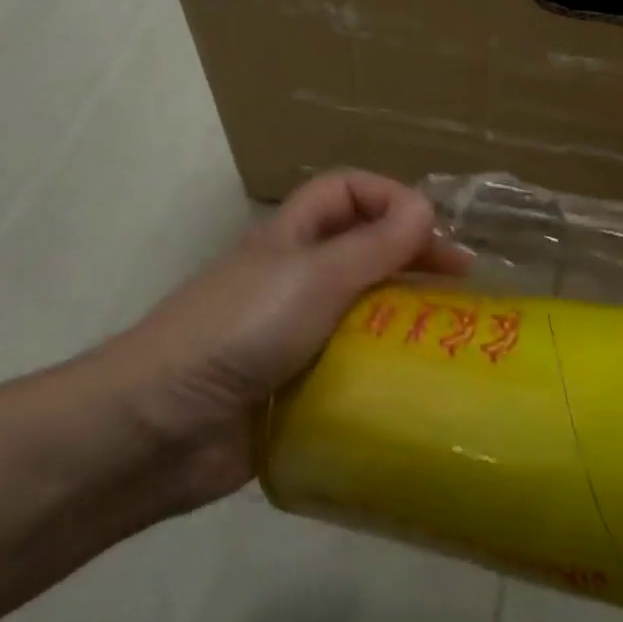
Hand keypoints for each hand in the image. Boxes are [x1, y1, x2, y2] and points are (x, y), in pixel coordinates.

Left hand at [90, 172, 469, 514]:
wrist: (159, 429)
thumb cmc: (238, 332)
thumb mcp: (313, 278)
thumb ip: (372, 245)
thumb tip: (427, 209)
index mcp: (292, 239)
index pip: (346, 192)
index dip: (389, 196)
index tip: (432, 229)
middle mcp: (295, 280)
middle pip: (363, 251)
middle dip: (412, 258)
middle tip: (463, 286)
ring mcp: (295, 337)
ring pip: (363, 312)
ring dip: (406, 318)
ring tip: (452, 338)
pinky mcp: (298, 388)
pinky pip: (352, 368)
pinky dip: (384, 371)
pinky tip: (419, 386)